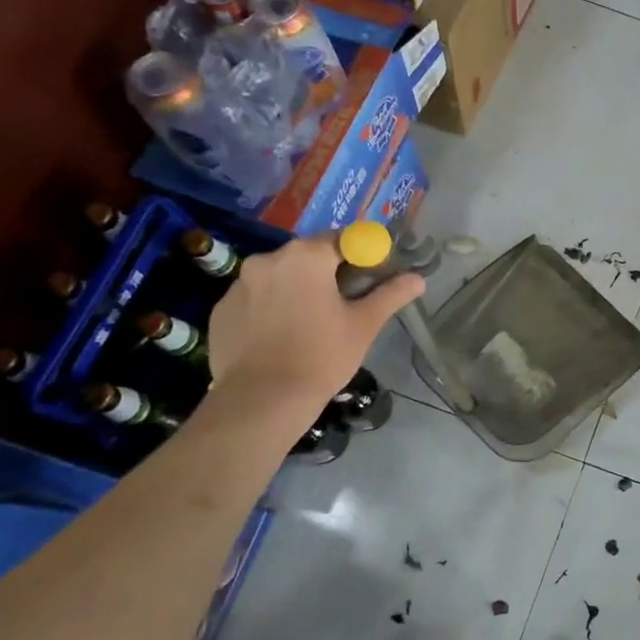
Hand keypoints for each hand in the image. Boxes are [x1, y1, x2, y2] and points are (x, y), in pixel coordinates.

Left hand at [206, 234, 424, 416]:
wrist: (261, 401)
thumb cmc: (321, 356)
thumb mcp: (364, 325)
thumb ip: (391, 295)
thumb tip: (418, 279)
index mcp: (307, 256)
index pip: (343, 239)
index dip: (362, 255)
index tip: (371, 278)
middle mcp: (269, 259)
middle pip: (308, 255)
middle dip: (327, 272)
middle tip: (344, 303)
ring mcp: (239, 284)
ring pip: (279, 276)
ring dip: (296, 288)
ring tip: (309, 322)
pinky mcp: (221, 309)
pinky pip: (255, 298)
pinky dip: (270, 307)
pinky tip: (280, 336)